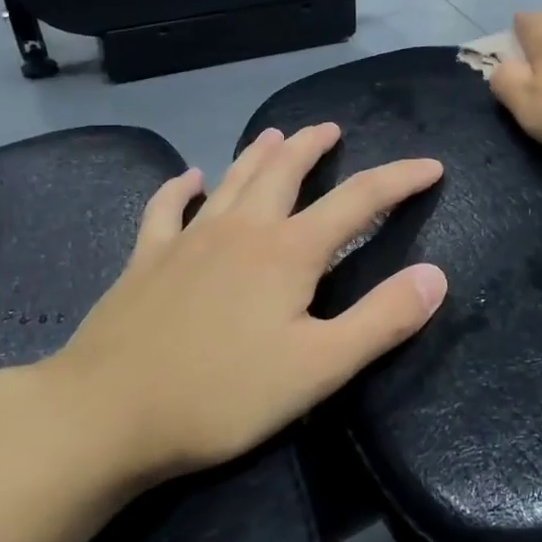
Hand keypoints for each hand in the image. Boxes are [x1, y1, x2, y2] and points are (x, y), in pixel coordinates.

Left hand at [26, 125, 446, 490]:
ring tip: (274, 134)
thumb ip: (382, 320)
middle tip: (331, 128)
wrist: (106, 413)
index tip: (431, 166)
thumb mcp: (319, 368)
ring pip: (232, 180)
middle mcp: (242, 230)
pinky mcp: (146, 260)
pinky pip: (165, 209)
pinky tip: (185, 177)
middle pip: (285, 171)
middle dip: (313, 146)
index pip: (359, 199)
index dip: (400, 179)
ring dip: (258, 154)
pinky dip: (178, 187)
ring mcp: (189, 240)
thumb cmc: (222, 395)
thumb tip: (436, 275)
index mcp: (289, 252)